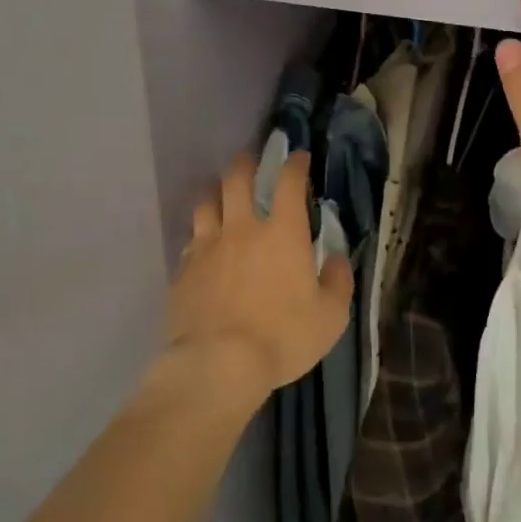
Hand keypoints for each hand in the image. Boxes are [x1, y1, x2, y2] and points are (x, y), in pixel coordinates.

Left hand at [166, 151, 353, 396]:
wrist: (217, 364)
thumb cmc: (282, 338)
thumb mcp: (330, 317)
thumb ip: (337, 282)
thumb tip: (334, 259)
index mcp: (282, 233)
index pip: (288, 182)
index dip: (295, 164)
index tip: (299, 157)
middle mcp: (242, 229)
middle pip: (237, 179)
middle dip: (246, 162)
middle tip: (251, 159)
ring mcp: (207, 246)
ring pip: (206, 202)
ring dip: (216, 193)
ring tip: (221, 195)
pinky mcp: (183, 270)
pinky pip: (190, 240)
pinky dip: (199, 235)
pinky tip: (202, 245)